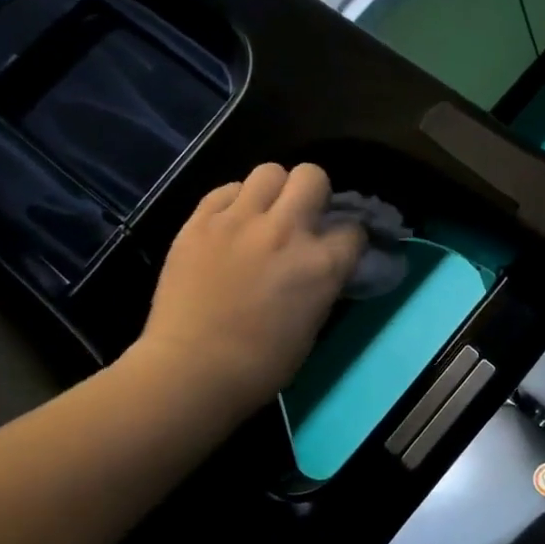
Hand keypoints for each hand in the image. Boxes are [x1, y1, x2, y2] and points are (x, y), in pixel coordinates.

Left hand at [130, 163, 364, 415]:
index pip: (353, 229)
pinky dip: (234, 202)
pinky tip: (230, 224)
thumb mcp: (312, 324)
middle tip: (302, 217)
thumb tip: (324, 267)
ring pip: (268, 171)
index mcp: (321, 264)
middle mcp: (285, 231)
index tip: (339, 248)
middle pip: (312, 176)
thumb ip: (322, 284)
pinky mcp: (199, 222)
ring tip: (263, 215)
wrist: (191, 371)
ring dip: (273, 191)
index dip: (348, 238)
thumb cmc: (260, 365)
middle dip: (314, 193)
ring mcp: (238, 221)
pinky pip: (225, 190)